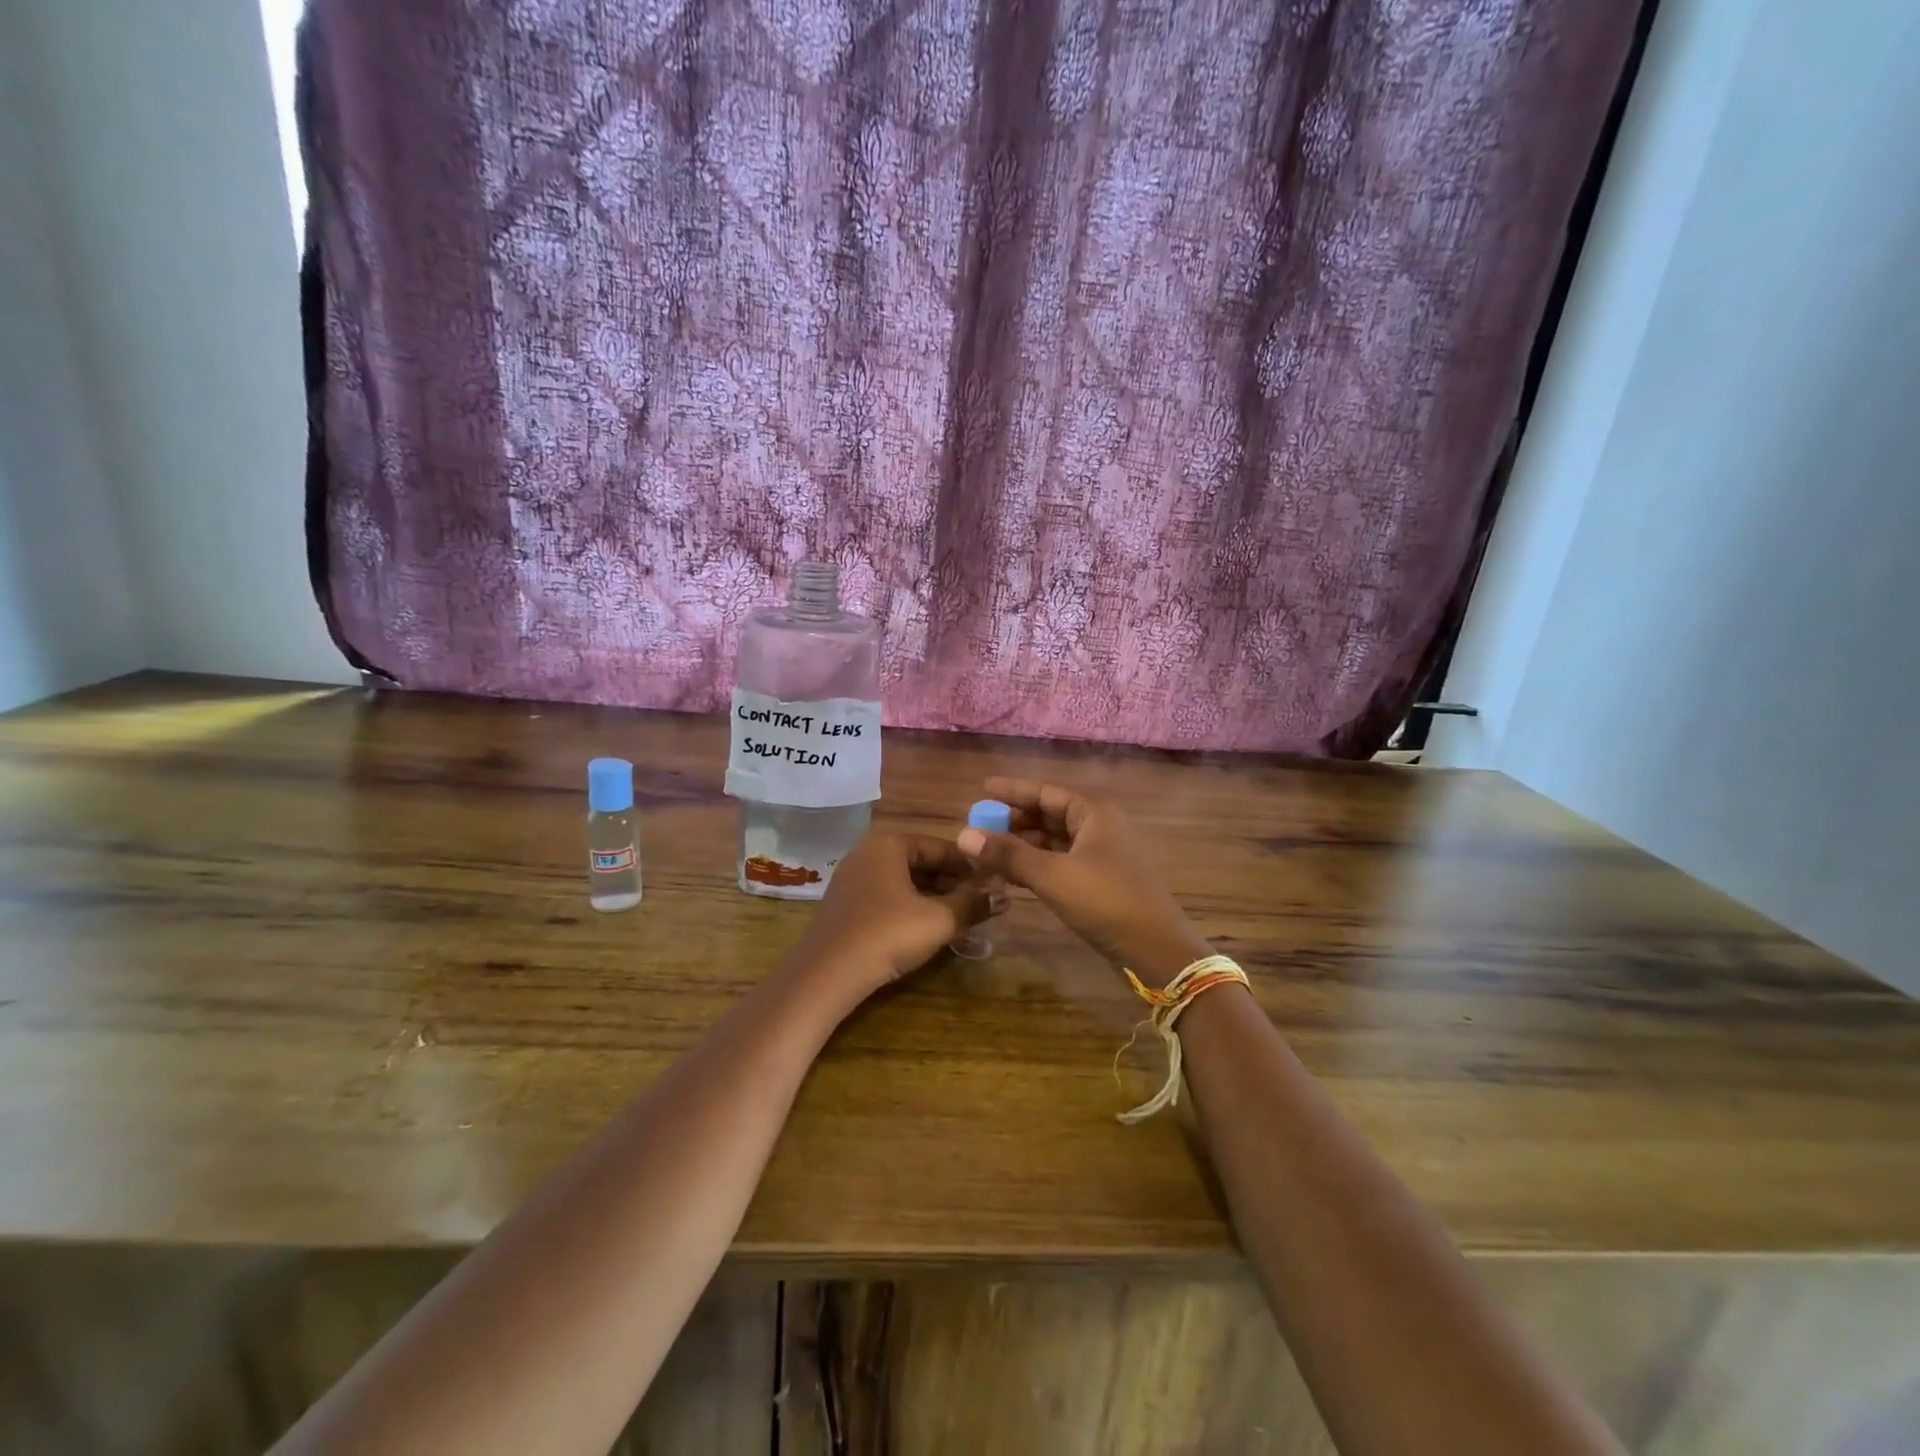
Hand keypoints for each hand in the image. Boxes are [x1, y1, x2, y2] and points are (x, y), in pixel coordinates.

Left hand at [785, 831, 996, 1007]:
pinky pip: (888, 897)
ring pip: (905, 882)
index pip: (940, 847)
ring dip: (934, 897)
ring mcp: (853, 879)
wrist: (826, 974)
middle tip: (981, 903)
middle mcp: (868, 852)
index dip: (970, 865)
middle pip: (922, 863)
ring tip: (962, 918)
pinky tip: (929, 929)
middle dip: (953, 883)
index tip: (994, 883)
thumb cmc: (887, 934)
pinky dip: (911, 908)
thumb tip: (1005, 895)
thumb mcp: (939, 920)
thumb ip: (974, 904)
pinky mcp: (846, 905)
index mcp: (889, 844)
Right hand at [956, 778, 1209, 987]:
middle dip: (1015, 819)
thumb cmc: (1106, 902)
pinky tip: (1015, 873)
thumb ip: (1008, 854)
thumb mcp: (1052, 876)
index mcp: (1093, 812)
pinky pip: (1062, 859)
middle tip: (980, 826)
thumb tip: (963, 835)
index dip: (1012, 791)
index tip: (981, 790)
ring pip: (1056, 839)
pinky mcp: (1102, 879)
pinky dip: (1038, 862)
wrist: (1156, 950)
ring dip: (1024, 843)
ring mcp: (1103, 853)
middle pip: (1050, 813)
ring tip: (990, 850)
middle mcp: (1100, 825)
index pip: (1045, 791)